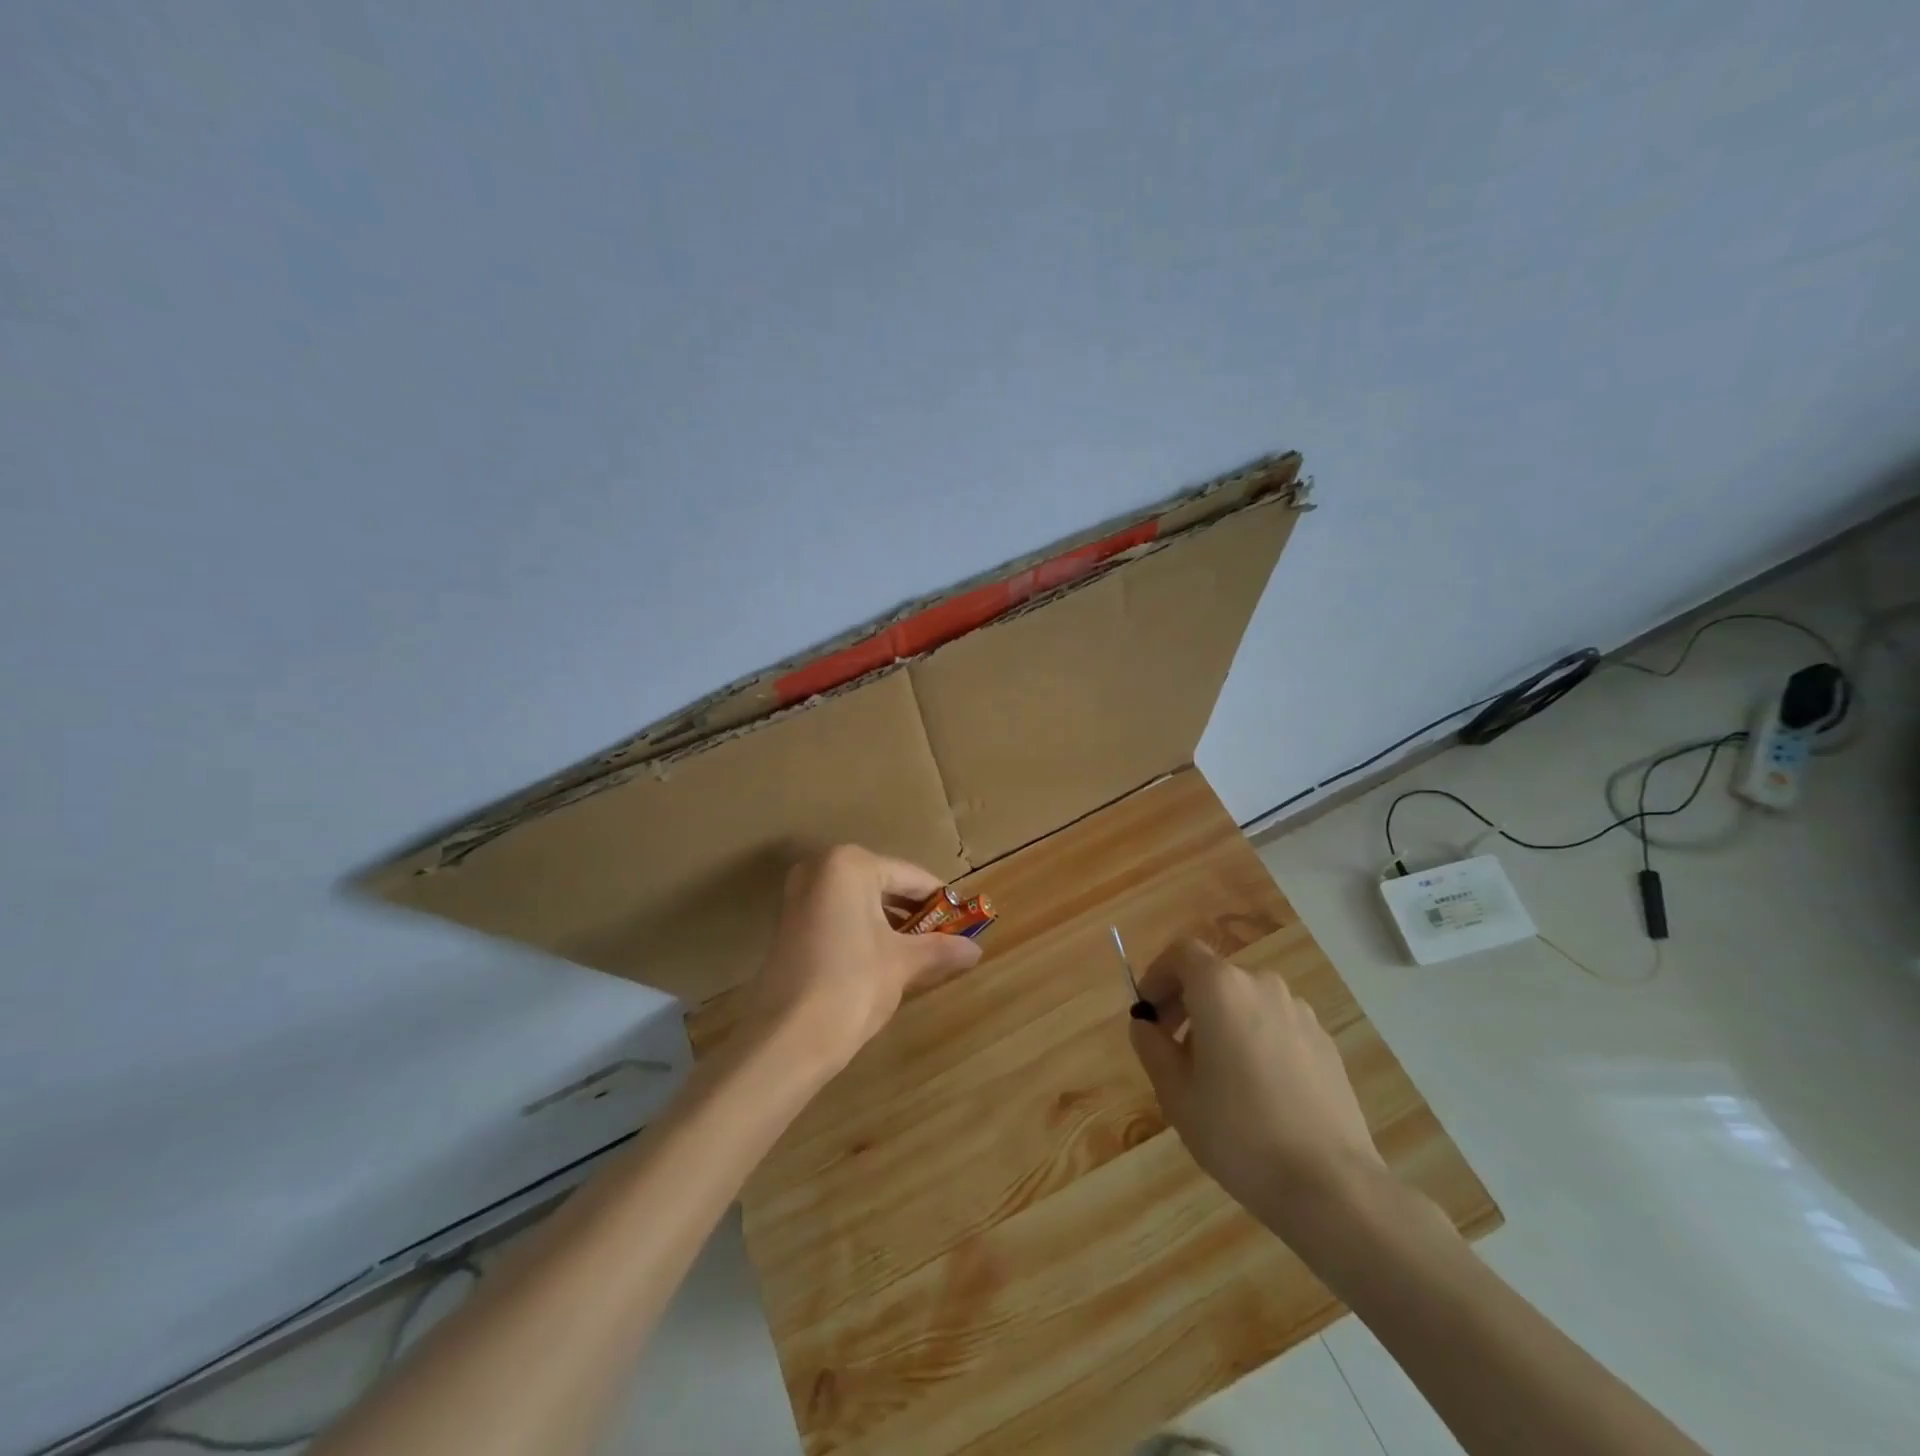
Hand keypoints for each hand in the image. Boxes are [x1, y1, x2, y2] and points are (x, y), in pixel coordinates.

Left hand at [747, 845, 982, 1073]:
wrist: (786, 1039)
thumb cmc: (852, 985)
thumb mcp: (903, 963)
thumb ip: (940, 949)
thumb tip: (976, 950)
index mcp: (849, 864)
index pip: (910, 876)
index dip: (941, 901)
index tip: (966, 921)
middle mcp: (819, 869)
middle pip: (883, 884)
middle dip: (915, 913)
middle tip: (945, 939)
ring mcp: (798, 896)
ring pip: (860, 902)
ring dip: (890, 924)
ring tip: (921, 953)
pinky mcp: (788, 925)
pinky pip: (838, 917)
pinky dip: (864, 932)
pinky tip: (885, 961)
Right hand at [1128, 938, 1386, 1228]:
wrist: (1331, 1185)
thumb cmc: (1238, 1133)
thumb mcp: (1175, 1093)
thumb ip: (1152, 1047)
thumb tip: (1145, 1025)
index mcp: (1221, 988)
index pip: (1182, 953)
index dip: (1158, 975)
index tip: (1147, 1011)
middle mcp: (1262, 986)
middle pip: (1215, 976)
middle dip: (1187, 1002)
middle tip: (1171, 1047)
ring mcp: (1300, 1013)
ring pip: (1246, 1001)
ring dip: (1222, 1022)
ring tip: (1215, 1075)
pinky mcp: (1325, 1043)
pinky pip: (1276, 1026)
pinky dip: (1256, 1039)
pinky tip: (1257, 1091)